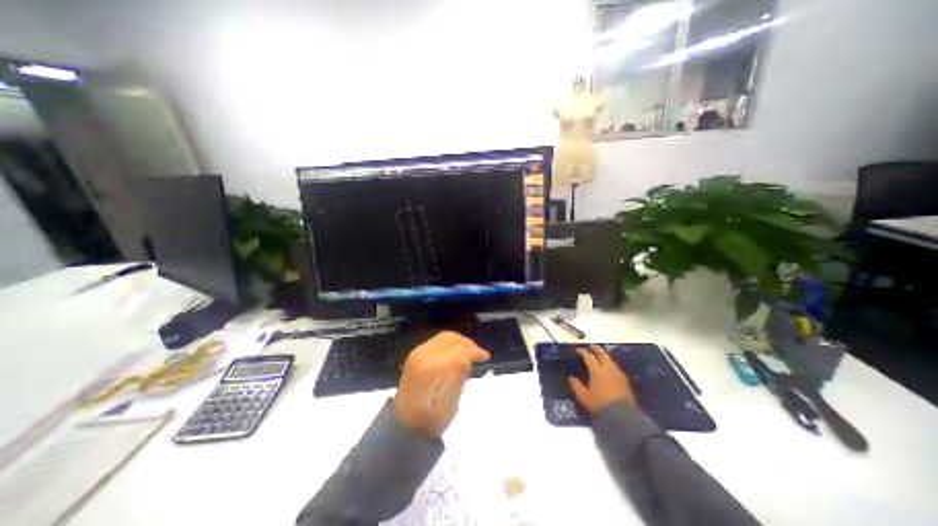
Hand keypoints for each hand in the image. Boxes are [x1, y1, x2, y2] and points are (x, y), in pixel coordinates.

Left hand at [392, 334, 491, 438]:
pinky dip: (451, 344)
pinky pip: (438, 341)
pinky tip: (458, 354)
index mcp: (429, 367)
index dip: (473, 350)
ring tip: (471, 353)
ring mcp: (417, 352)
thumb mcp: (448, 405)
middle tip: (480, 354)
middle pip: (450, 338)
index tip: (486, 357)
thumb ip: (457, 378)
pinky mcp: (416, 354)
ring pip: (444, 337)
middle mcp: (422, 354)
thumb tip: (468, 359)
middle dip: (468, 343)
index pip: (456, 349)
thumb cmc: (427, 421)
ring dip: (460, 342)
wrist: (402, 426)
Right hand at [567, 345, 632, 413]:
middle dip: (595, 349)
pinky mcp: (625, 380)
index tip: (578, 350)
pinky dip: (610, 363)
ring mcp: (618, 373)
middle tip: (590, 346)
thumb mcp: (584, 396)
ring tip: (600, 355)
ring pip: (610, 359)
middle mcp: (608, 368)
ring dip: (604, 355)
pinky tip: (608, 368)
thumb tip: (571, 378)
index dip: (582, 351)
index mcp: (597, 370)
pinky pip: (615, 367)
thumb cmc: (600, 404)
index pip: (588, 356)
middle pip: (602, 354)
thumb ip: (576, 386)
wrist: (623, 416)